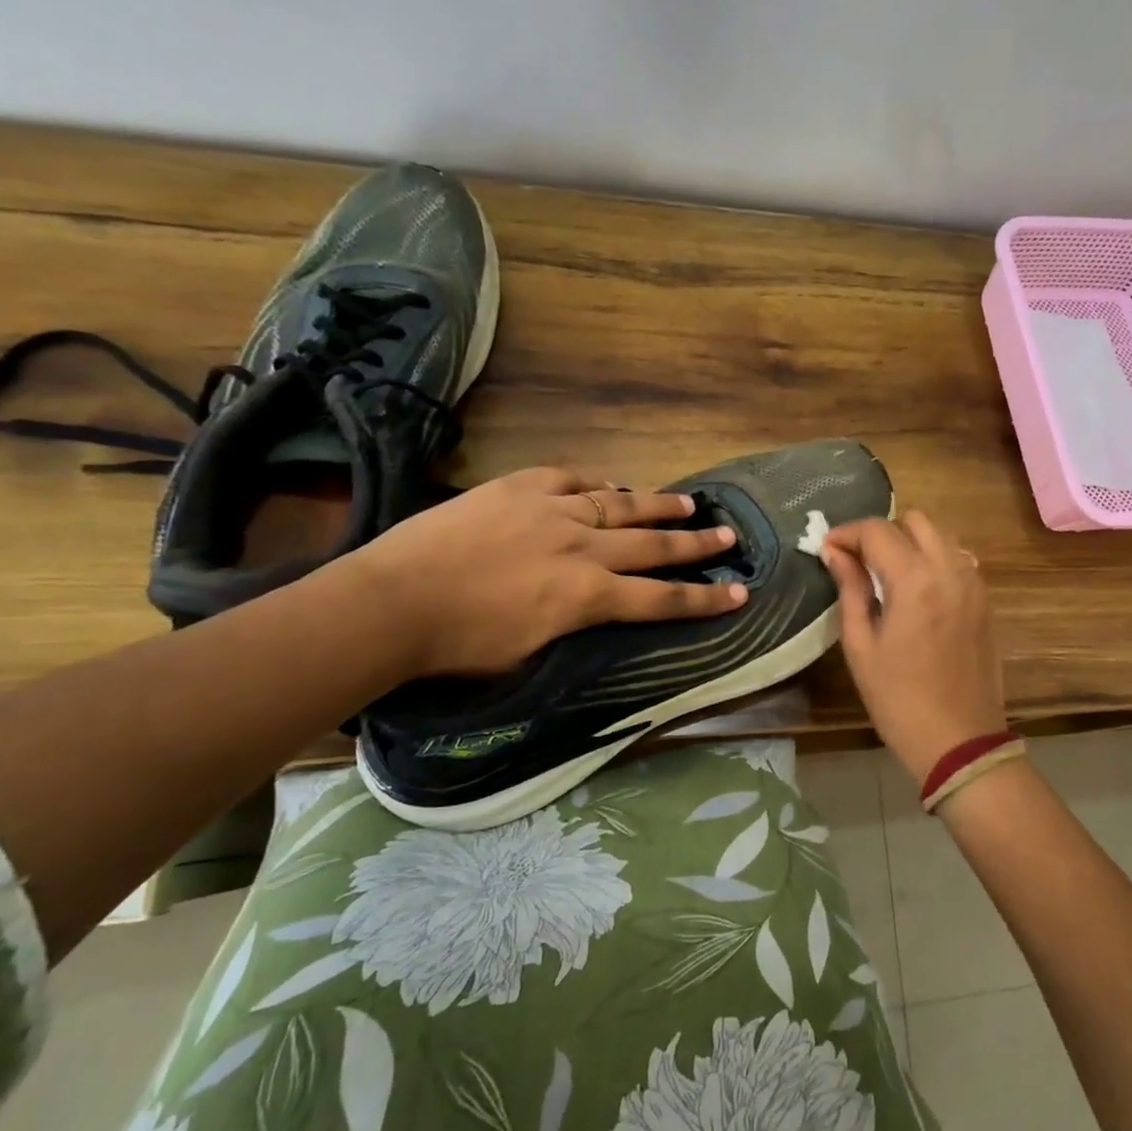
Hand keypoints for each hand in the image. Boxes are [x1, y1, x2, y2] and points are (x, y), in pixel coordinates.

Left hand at [346, 467, 745, 676]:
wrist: (392, 601)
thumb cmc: (458, 645)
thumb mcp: (531, 652)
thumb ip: (575, 623)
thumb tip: (598, 605)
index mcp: (585, 596)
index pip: (660, 599)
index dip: (703, 598)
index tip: (739, 593)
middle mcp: (581, 548)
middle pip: (652, 545)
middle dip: (695, 544)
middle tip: (729, 536)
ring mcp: (551, 510)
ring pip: (620, 504)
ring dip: (658, 506)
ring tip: (689, 504)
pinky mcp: (520, 487)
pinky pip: (571, 478)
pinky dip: (598, 482)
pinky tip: (614, 484)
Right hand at [821, 512, 1005, 783]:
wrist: (960, 741)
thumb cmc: (898, 699)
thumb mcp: (861, 645)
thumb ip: (849, 590)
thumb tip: (833, 552)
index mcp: (915, 579)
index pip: (877, 531)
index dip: (846, 534)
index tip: (826, 549)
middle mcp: (950, 569)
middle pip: (914, 520)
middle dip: (881, 531)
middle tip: (857, 560)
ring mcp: (973, 583)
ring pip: (940, 535)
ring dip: (909, 541)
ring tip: (884, 573)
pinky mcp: (985, 600)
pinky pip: (957, 558)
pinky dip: (933, 558)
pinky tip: (916, 588)